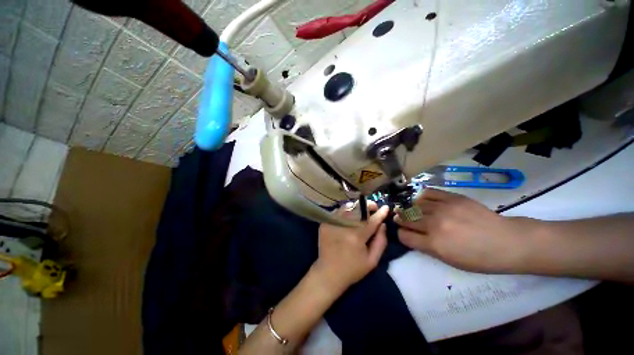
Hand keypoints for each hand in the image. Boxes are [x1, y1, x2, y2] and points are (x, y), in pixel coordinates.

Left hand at [313, 202, 389, 293]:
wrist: (328, 273)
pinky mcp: (325, 223)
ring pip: (347, 207)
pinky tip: (349, 216)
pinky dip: (345, 211)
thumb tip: (382, 224)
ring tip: (361, 211)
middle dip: (368, 205)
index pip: (371, 220)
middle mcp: (344, 226)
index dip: (380, 213)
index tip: (385, 207)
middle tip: (373, 208)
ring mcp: (332, 223)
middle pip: (358, 208)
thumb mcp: (372, 260)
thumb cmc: (353, 269)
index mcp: (357, 237)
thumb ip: (381, 241)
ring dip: (357, 207)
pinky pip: (338, 211)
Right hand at [395, 188, 532, 272]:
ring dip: (409, 209)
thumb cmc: (480, 258)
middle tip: (399, 218)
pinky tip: (421, 200)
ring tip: (410, 209)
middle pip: (406, 219)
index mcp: (434, 244)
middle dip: (400, 219)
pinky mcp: (452, 198)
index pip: (405, 236)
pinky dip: (422, 197)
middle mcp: (434, 225)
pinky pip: (429, 193)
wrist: (508, 242)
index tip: (402, 232)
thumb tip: (412, 236)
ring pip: (415, 206)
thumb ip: (427, 248)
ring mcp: (443, 209)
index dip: (401, 234)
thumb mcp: (450, 261)